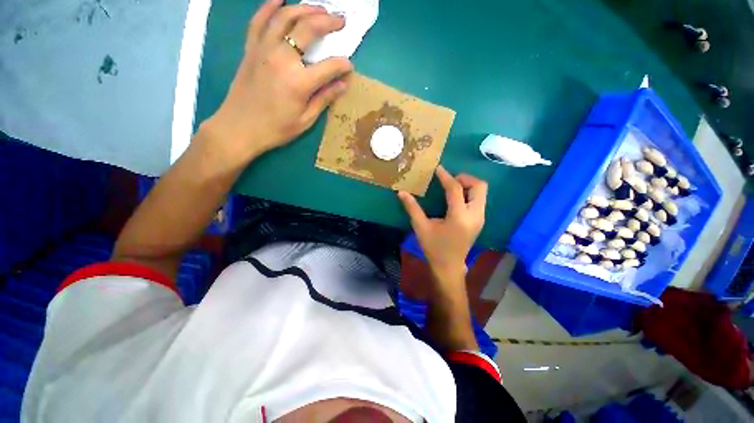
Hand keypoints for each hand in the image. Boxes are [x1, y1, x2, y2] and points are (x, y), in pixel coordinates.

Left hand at [204, 0, 353, 163]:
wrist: (239, 128)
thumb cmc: (276, 129)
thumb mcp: (305, 120)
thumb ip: (324, 99)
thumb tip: (343, 85)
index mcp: (299, 82)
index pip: (329, 66)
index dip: (343, 64)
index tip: (349, 66)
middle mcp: (282, 58)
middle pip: (308, 29)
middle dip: (328, 21)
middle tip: (341, 20)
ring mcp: (263, 49)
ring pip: (285, 17)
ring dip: (305, 8)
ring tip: (319, 8)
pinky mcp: (250, 48)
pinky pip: (259, 20)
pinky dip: (270, 6)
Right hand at [398, 166, 487, 279]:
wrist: (449, 267)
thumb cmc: (434, 248)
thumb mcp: (421, 227)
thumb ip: (412, 208)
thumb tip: (401, 192)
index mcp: (459, 217)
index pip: (455, 189)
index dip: (446, 176)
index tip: (438, 168)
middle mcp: (474, 215)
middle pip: (479, 186)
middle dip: (464, 178)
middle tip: (448, 180)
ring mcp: (480, 218)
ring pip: (481, 192)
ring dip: (468, 185)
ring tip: (451, 187)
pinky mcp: (480, 221)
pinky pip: (479, 200)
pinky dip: (469, 193)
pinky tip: (455, 198)